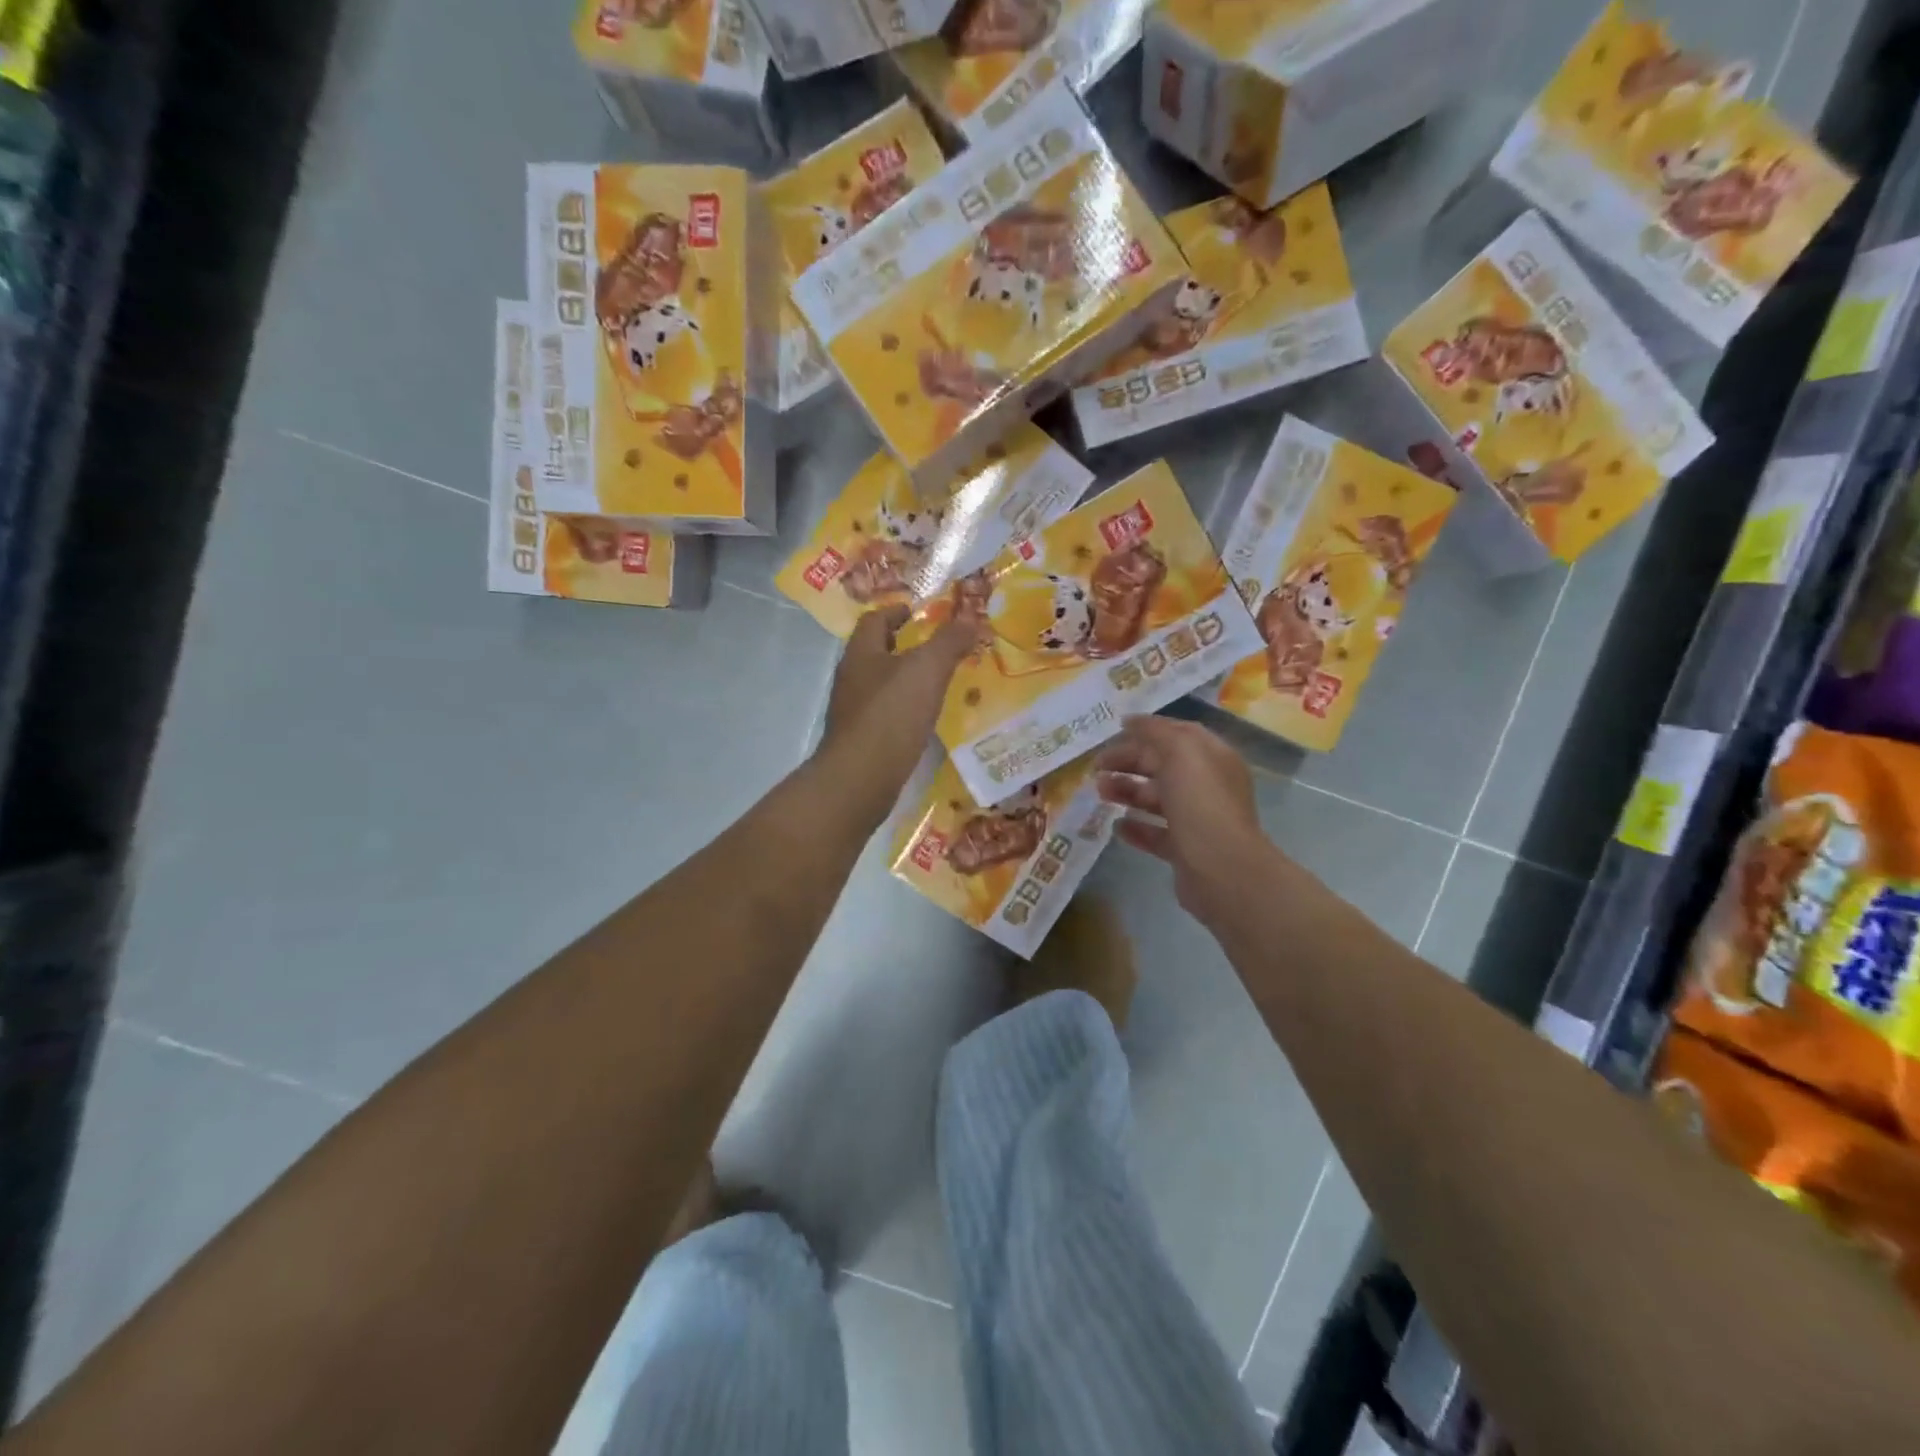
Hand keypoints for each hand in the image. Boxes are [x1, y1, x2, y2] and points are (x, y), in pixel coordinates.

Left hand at [819, 604, 976, 817]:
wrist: (860, 778)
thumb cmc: (892, 713)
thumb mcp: (928, 669)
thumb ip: (949, 641)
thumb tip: (970, 616)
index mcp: (861, 653)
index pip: (874, 620)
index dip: (896, 612)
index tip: (919, 613)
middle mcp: (851, 678)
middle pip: (875, 652)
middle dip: (902, 647)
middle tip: (936, 648)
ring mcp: (852, 712)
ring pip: (880, 685)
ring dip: (904, 680)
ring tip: (936, 684)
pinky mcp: (860, 741)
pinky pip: (884, 715)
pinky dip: (903, 710)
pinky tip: (923, 720)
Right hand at [1095, 715, 1275, 924]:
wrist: (1222, 870)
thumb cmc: (1201, 803)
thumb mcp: (1180, 752)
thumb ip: (1156, 732)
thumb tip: (1131, 721)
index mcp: (1212, 757)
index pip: (1177, 734)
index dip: (1146, 730)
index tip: (1113, 731)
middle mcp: (1207, 785)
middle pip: (1162, 766)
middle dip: (1128, 762)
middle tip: (1096, 768)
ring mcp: (1197, 819)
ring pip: (1156, 799)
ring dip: (1127, 792)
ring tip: (1100, 793)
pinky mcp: (1185, 850)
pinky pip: (1156, 833)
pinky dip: (1135, 827)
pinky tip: (1116, 826)